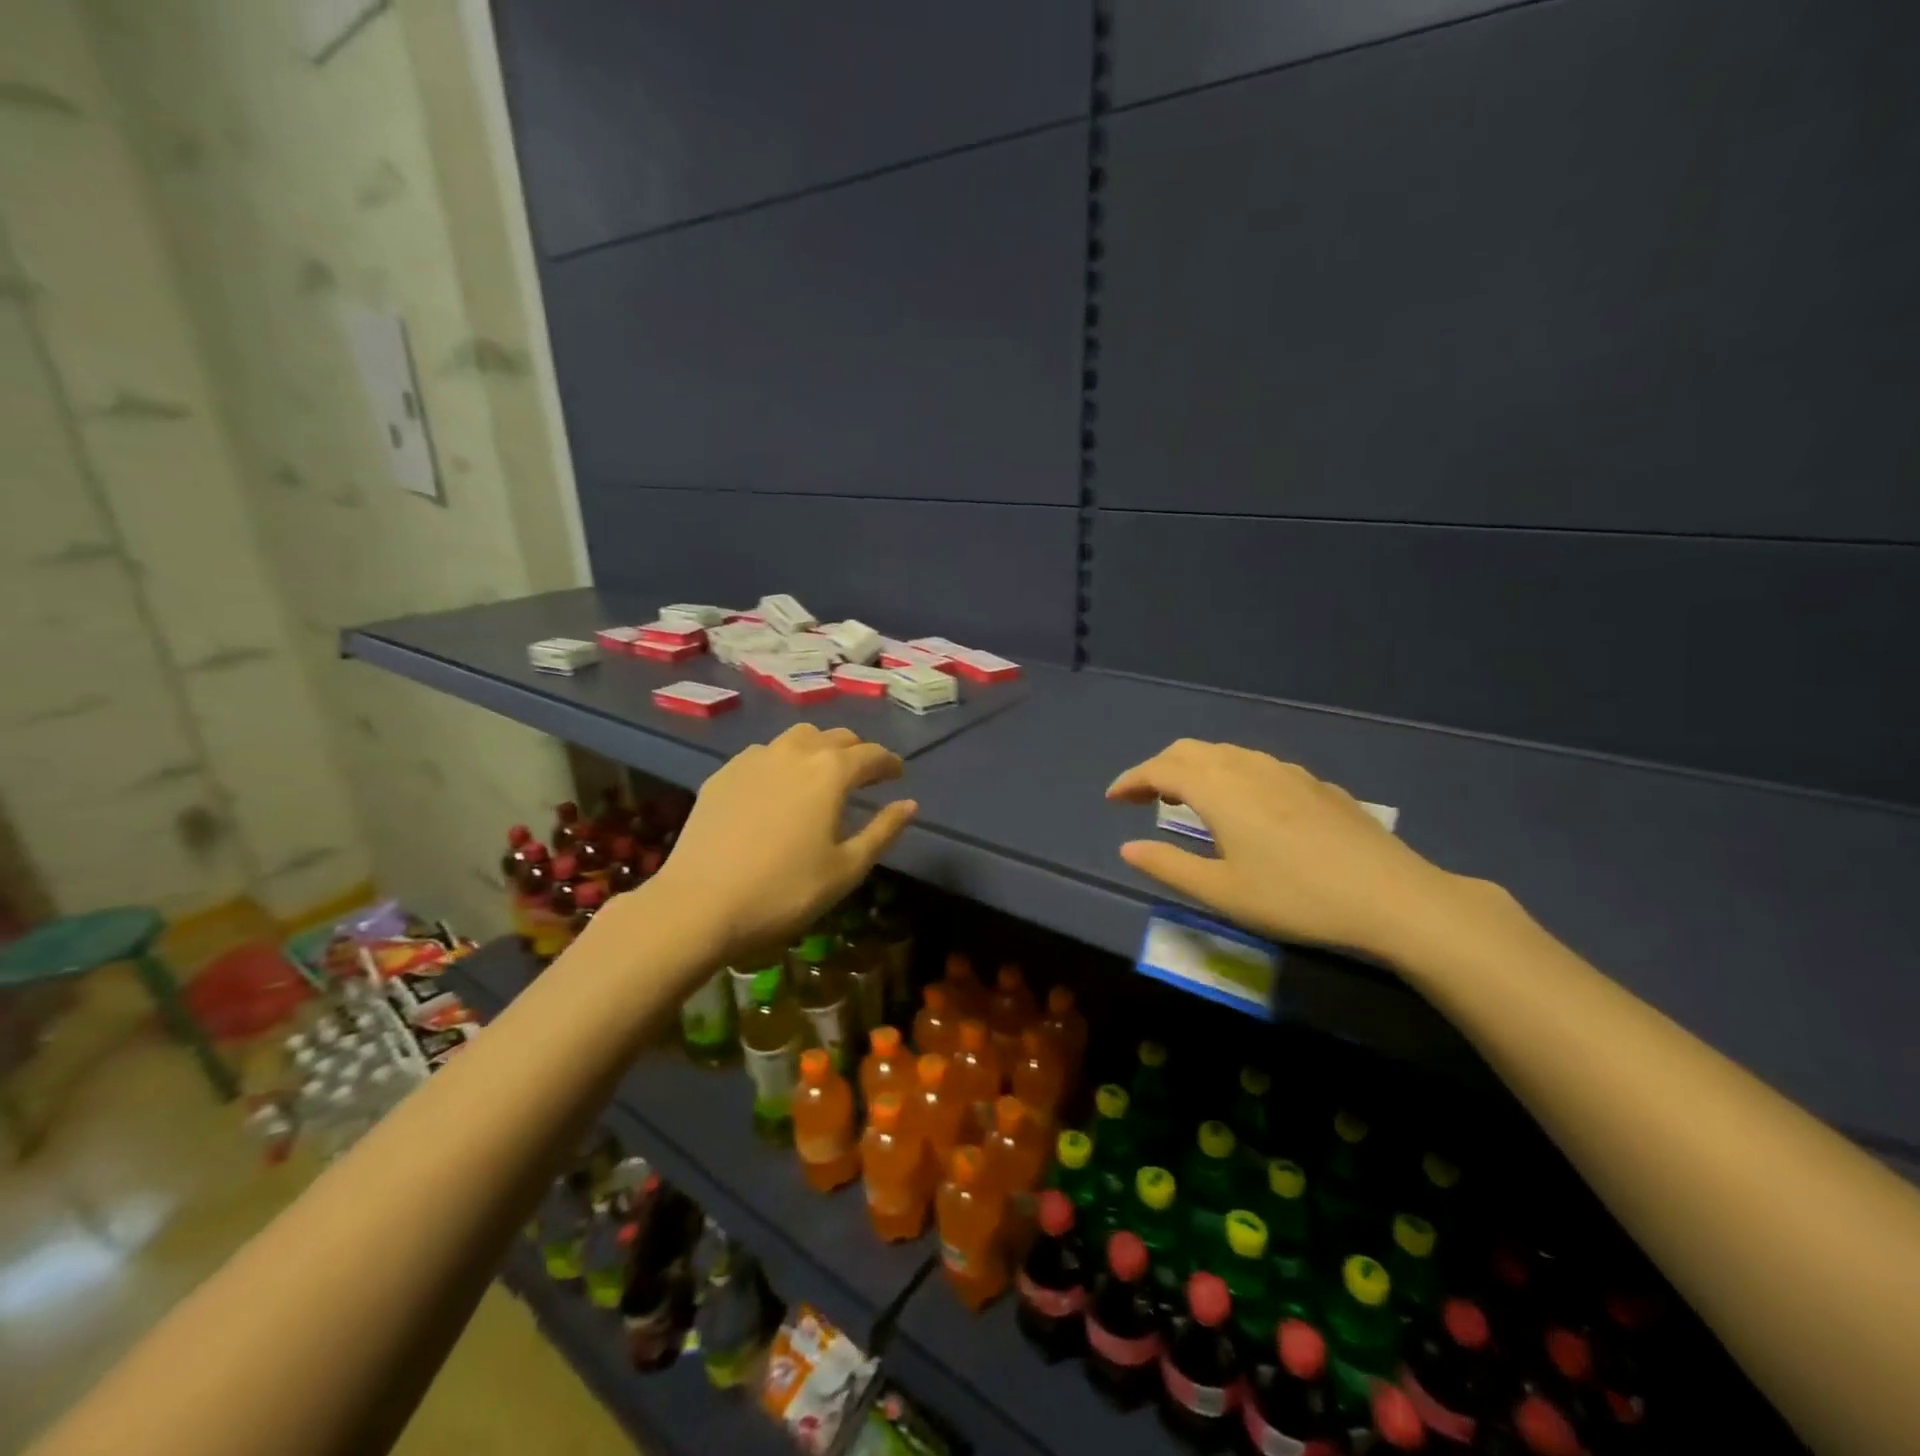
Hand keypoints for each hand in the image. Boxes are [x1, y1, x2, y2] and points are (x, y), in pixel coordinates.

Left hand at [649, 724, 917, 965]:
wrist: (699, 905)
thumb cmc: (785, 891)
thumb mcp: (847, 869)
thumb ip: (883, 831)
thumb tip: (909, 804)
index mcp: (831, 771)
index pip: (872, 755)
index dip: (889, 763)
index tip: (897, 775)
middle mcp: (795, 752)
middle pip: (835, 737)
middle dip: (856, 752)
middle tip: (864, 776)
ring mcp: (754, 758)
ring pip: (797, 738)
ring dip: (819, 749)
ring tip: (822, 775)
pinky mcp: (723, 774)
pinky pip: (764, 754)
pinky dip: (783, 762)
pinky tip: (778, 789)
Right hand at [1107, 739, 1470, 959]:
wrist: (1392, 897)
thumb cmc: (1296, 897)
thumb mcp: (1222, 892)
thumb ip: (1168, 866)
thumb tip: (1127, 848)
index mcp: (1219, 789)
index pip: (1160, 769)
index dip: (1131, 780)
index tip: (1112, 799)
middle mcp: (1248, 768)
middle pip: (1190, 751)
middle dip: (1159, 768)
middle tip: (1143, 799)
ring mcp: (1286, 772)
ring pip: (1226, 753)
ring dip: (1195, 768)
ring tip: (1186, 801)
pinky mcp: (1315, 785)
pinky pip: (1257, 765)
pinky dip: (1230, 774)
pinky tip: (1244, 807)